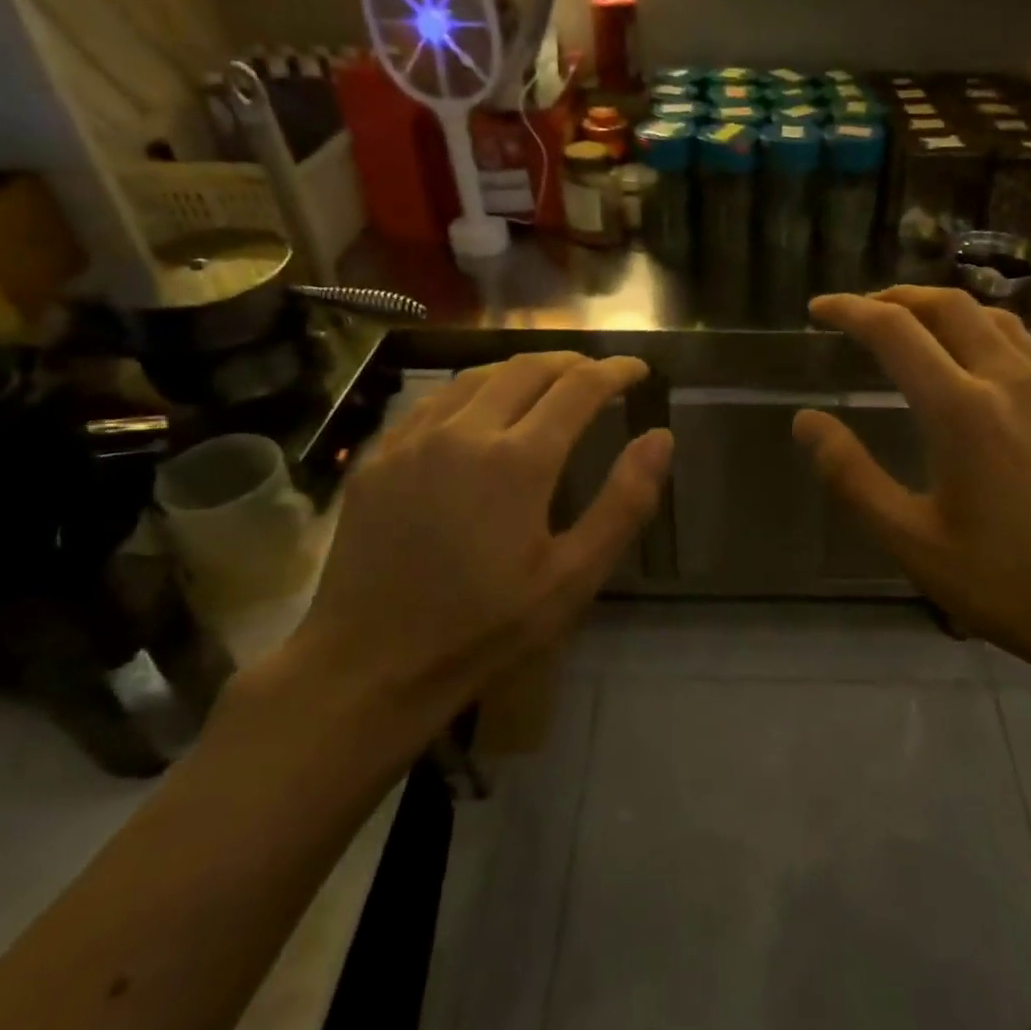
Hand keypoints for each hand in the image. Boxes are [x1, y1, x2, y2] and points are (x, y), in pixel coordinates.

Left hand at [275, 353, 671, 756]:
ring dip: (521, 371)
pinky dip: (472, 392)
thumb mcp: (572, 578)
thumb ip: (623, 503)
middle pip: (527, 368)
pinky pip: (433, 402)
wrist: (370, 666)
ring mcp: (412, 440)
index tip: (637, 370)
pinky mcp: (379, 457)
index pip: (579, 388)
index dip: (615, 372)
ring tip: (547, 385)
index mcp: (518, 460)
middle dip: (571, 363)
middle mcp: (464, 432)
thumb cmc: (485, 629)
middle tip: (597, 375)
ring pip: (476, 376)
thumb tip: (660, 437)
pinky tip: (479, 414)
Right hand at [794, 288, 1030, 688]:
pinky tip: (983, 372)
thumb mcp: (910, 541)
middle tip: (864, 312)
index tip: (819, 308)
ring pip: (996, 319)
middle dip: (898, 297)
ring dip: (947, 310)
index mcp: (962, 408)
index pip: (894, 330)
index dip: (849, 310)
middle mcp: (1011, 380)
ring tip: (918, 328)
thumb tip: (806, 421)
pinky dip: (988, 337)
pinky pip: (1029, 350)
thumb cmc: (1007, 583)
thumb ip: (851, 476)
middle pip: (949, 305)